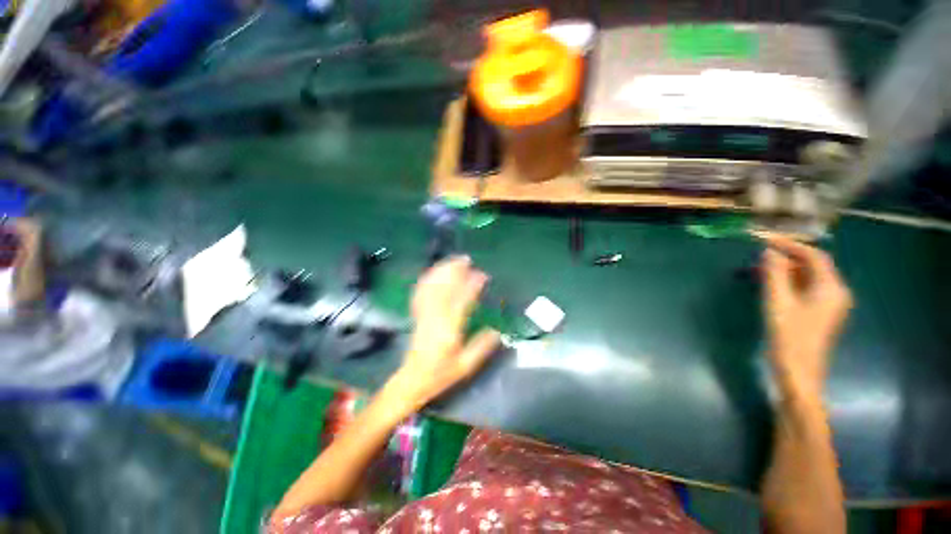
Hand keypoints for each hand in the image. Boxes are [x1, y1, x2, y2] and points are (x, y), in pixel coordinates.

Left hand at [388, 256, 500, 408]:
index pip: (462, 302)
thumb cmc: (441, 374)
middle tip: (466, 259)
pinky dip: (429, 279)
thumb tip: (498, 330)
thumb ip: (482, 346)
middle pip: (444, 288)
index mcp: (449, 330)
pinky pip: (421, 292)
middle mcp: (435, 318)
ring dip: (442, 271)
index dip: (472, 286)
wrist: (413, 379)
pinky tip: (435, 271)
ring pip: (432, 287)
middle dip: (455, 271)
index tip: (482, 275)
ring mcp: (424, 315)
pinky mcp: (418, 314)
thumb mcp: (466, 366)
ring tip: (453, 261)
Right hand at [761, 235, 852, 397]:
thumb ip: (775, 274)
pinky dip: (789, 281)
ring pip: (808, 276)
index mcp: (831, 288)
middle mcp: (835, 292)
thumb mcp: (778, 303)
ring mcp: (829, 304)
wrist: (799, 373)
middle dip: (787, 256)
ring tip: (761, 266)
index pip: (814, 256)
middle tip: (760, 253)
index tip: (765, 239)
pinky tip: (772, 282)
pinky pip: (806, 288)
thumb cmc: (789, 337)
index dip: (790, 244)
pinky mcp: (820, 312)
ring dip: (786, 269)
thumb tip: (769, 251)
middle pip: (813, 265)